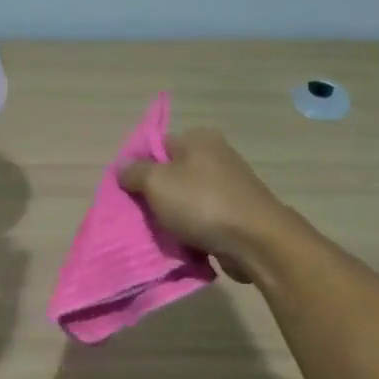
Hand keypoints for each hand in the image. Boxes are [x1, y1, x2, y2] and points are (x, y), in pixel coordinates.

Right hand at [118, 128, 290, 281]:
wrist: (255, 240)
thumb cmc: (202, 204)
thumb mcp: (156, 183)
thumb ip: (134, 172)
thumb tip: (123, 166)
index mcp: (198, 138)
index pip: (157, 146)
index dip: (138, 168)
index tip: (128, 192)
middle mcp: (216, 154)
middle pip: (172, 172)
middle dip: (155, 194)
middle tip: (140, 214)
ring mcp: (230, 183)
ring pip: (187, 197)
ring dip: (173, 214)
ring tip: (160, 232)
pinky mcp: (237, 210)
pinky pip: (204, 216)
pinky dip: (192, 227)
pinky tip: (183, 240)